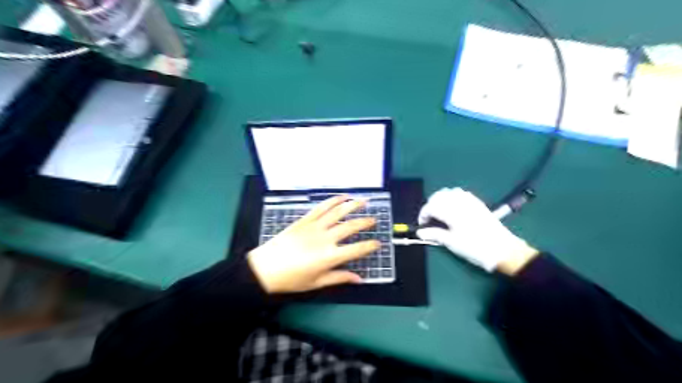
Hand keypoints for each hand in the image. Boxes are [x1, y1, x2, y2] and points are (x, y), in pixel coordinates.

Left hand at [248, 197, 381, 293]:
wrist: (265, 268)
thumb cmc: (291, 279)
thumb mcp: (316, 283)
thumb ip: (339, 278)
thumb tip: (359, 279)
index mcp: (329, 257)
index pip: (357, 249)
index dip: (370, 246)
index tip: (378, 243)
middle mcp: (325, 238)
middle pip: (350, 227)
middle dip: (365, 222)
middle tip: (374, 220)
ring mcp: (315, 226)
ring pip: (337, 212)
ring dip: (353, 205)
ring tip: (364, 200)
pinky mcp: (305, 220)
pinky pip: (321, 207)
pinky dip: (333, 200)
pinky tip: (342, 197)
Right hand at [416, 187, 537, 272]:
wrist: (503, 249)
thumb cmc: (475, 247)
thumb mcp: (452, 243)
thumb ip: (434, 235)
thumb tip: (420, 233)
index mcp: (452, 212)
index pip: (430, 207)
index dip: (423, 215)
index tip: (422, 225)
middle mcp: (459, 202)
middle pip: (438, 196)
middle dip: (430, 205)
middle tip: (430, 219)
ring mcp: (469, 200)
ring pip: (449, 192)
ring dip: (441, 199)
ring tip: (440, 212)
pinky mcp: (477, 202)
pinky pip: (460, 192)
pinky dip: (452, 197)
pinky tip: (453, 207)